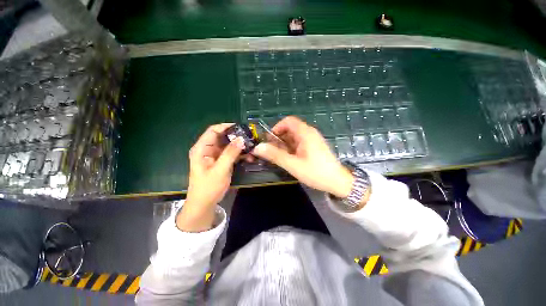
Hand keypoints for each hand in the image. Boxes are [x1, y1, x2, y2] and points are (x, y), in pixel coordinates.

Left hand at [177, 124, 244, 231]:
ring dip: (240, 146)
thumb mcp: (220, 170)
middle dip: (236, 137)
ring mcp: (215, 156)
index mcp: (202, 149)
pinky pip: (231, 154)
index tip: (241, 127)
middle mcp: (208, 150)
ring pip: (229, 146)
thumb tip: (241, 138)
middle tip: (250, 137)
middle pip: (222, 137)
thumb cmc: (208, 188)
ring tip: (252, 146)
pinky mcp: (221, 162)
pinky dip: (240, 154)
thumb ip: (230, 154)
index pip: (213, 131)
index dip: (226, 126)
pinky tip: (249, 156)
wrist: (204, 204)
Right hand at [252, 116, 354, 197]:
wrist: (338, 182)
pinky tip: (289, 158)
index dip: (277, 128)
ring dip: (284, 144)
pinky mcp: (313, 147)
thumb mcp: (293, 165)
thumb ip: (275, 155)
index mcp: (306, 133)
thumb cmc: (316, 173)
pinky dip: (291, 148)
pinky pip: (299, 143)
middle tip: (272, 151)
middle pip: (290, 129)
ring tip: (279, 156)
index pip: (288, 121)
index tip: (269, 140)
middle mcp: (309, 133)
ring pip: (294, 137)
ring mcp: (312, 140)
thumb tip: (258, 148)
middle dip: (279, 138)